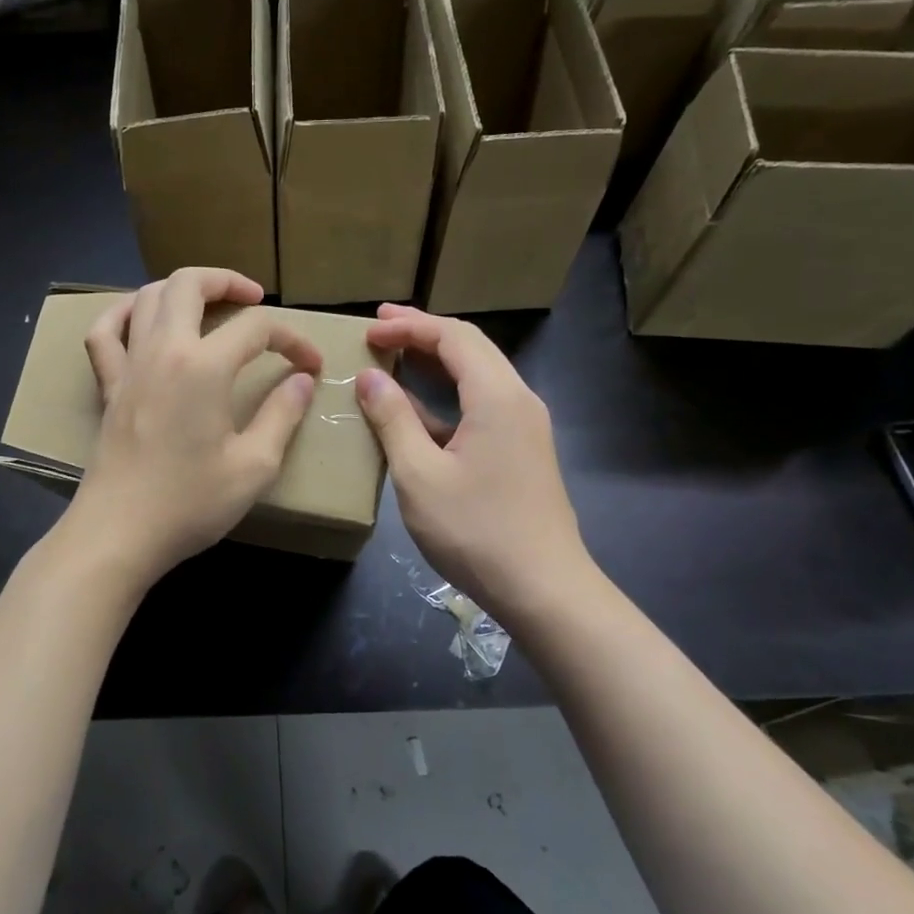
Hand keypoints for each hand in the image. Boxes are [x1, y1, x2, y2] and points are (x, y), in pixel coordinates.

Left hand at [65, 267, 322, 585]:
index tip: (311, 364)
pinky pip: (104, 332)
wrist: (119, 533)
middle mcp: (163, 350)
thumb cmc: (190, 503)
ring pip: (148, 296)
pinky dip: (123, 313)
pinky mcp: (107, 386)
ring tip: (208, 305)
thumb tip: (301, 381)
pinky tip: (141, 318)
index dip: (293, 338)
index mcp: (204, 367)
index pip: (257, 328)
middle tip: (255, 298)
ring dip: (181, 289)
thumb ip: (282, 415)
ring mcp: (128, 365)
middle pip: (190, 284)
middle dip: (228, 281)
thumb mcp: (254, 466)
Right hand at [356, 305, 591, 624]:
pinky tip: (417, 411)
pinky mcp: (522, 450)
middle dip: (423, 333)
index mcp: (497, 396)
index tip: (369, 329)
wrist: (543, 588)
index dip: (409, 326)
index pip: (453, 337)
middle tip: (380, 329)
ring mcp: (525, 426)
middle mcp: (518, 400)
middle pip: (471, 347)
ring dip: (436, 363)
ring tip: (394, 358)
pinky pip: (482, 405)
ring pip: (478, 375)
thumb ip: (393, 419)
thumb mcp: (419, 475)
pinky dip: (447, 396)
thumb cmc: (475, 530)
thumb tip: (369, 377)